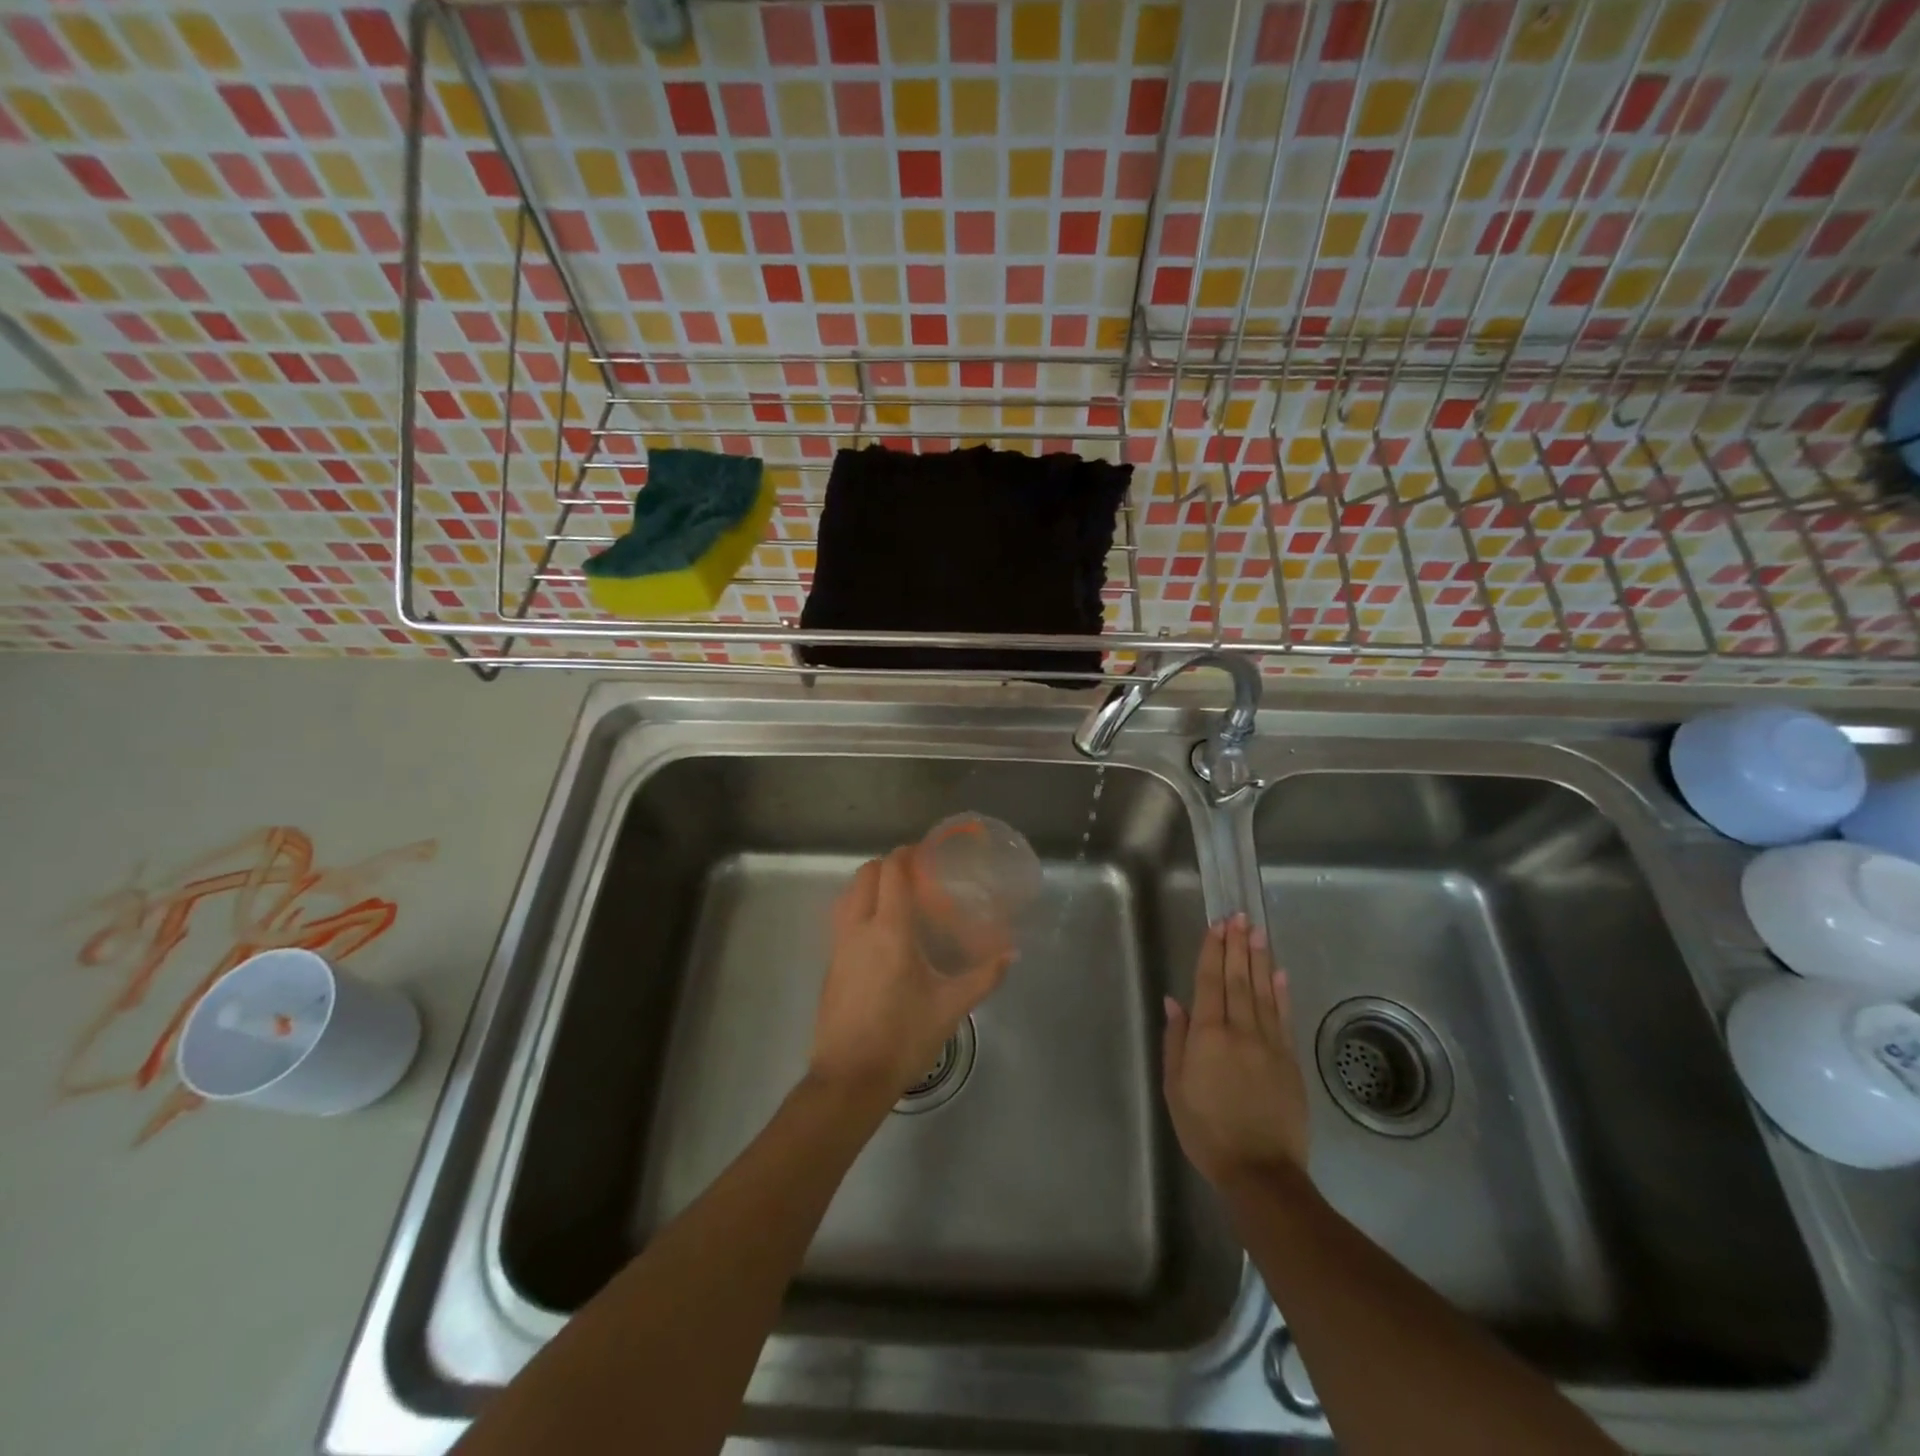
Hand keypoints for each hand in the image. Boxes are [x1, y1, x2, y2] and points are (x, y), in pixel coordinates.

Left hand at [809, 847, 1009, 1106]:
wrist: (850, 1079)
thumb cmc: (903, 1037)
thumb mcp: (951, 1007)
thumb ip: (983, 976)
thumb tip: (1011, 953)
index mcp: (889, 930)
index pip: (891, 872)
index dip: (905, 854)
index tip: (924, 853)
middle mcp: (858, 928)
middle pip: (865, 875)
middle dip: (887, 865)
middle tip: (914, 874)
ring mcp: (838, 946)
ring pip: (848, 895)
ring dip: (868, 885)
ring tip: (895, 898)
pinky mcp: (830, 965)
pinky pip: (841, 919)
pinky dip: (858, 908)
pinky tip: (879, 932)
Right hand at [1163, 912, 1309, 1188]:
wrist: (1260, 1171)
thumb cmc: (1206, 1130)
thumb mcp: (1175, 1087)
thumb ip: (1175, 1041)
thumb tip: (1174, 1001)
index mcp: (1208, 1036)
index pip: (1209, 982)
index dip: (1212, 952)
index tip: (1216, 925)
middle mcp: (1240, 1031)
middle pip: (1238, 979)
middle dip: (1236, 945)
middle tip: (1239, 916)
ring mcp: (1270, 1044)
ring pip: (1263, 992)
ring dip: (1259, 959)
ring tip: (1257, 931)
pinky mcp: (1290, 1060)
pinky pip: (1284, 1018)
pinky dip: (1281, 992)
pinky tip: (1279, 972)